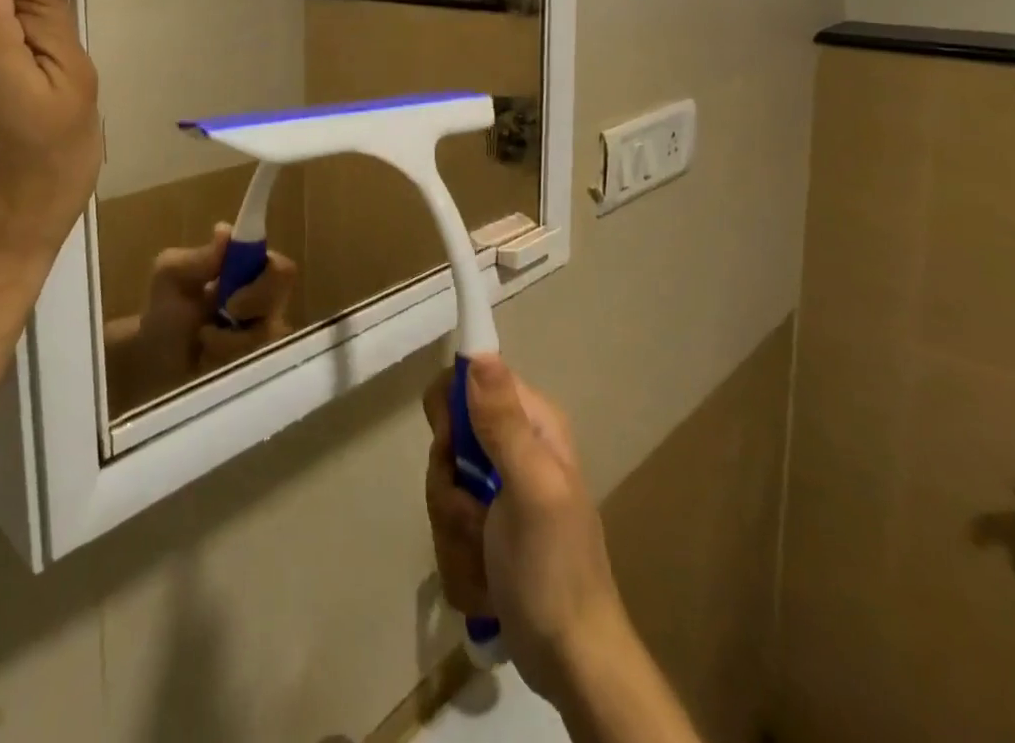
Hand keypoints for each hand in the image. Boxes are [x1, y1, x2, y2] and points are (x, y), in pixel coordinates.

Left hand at [103, 224, 297, 407]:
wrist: (153, 361)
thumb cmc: (165, 310)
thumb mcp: (171, 275)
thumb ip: (198, 257)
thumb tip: (225, 230)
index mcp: (251, 273)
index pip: (282, 269)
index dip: (267, 278)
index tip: (233, 291)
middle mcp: (266, 303)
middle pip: (282, 303)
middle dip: (251, 307)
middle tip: (224, 312)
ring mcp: (264, 338)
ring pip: (268, 337)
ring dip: (230, 340)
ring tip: (204, 339)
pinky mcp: (258, 368)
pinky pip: (257, 366)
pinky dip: (227, 360)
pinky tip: (208, 359)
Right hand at [423, 356, 630, 703]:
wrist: (572, 663)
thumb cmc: (554, 569)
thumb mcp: (530, 489)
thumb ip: (503, 421)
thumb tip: (478, 351)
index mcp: (531, 422)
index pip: (468, 379)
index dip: (449, 410)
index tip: (451, 448)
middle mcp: (514, 445)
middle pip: (447, 437)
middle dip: (449, 484)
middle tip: (474, 511)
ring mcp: (498, 488)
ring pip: (442, 484)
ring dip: (454, 526)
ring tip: (484, 554)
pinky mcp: (486, 527)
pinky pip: (447, 521)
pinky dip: (459, 553)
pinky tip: (485, 577)